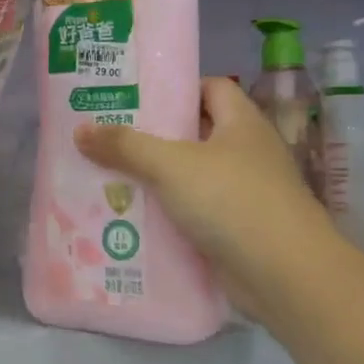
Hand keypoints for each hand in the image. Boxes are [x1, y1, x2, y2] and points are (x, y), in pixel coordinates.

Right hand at [73, 77, 331, 313]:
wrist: (284, 275)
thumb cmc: (232, 200)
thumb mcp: (171, 165)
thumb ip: (125, 146)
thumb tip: (80, 131)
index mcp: (241, 123)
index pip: (210, 88)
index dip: (175, 89)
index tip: (134, 98)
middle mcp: (245, 154)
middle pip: (194, 135)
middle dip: (151, 138)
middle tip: (106, 139)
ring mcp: (242, 195)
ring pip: (189, 179)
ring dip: (153, 181)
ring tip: (106, 179)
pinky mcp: (234, 232)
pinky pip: (191, 215)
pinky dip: (165, 217)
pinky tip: (129, 220)